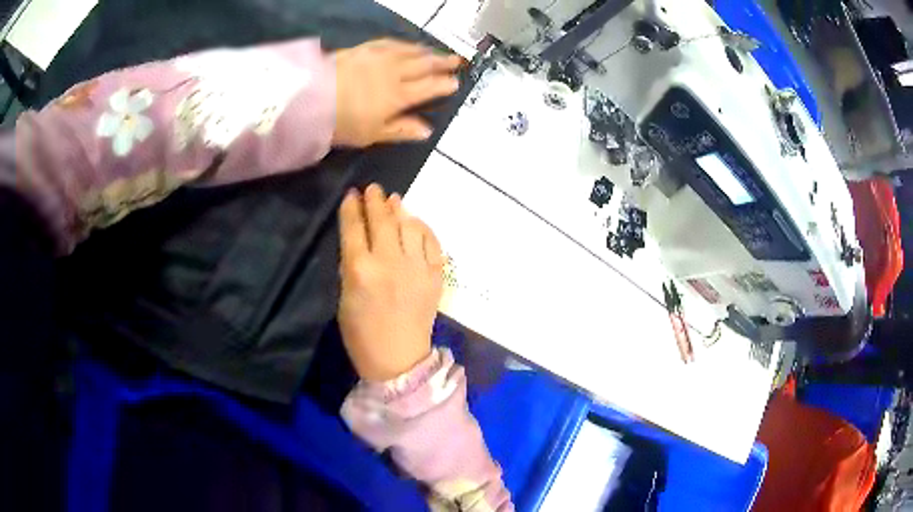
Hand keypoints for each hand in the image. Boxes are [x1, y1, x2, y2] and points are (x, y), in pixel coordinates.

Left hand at [333, 39, 462, 146]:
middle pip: (423, 65)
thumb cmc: (342, 122)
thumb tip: (427, 130)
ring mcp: (379, 57)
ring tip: (436, 52)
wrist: (310, 98)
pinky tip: (407, 44)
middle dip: (442, 63)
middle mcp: (394, 72)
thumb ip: (401, 129)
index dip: (444, 85)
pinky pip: (390, 43)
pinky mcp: (363, 49)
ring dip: (426, 51)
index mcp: (399, 95)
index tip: (455, 82)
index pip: (428, 87)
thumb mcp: (373, 134)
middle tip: (457, 60)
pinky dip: (403, 44)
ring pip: (409, 51)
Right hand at [338, 184, 444, 380]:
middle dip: (376, 200)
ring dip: (400, 210)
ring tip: (394, 200)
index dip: (352, 208)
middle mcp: (389, 262)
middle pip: (383, 221)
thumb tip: (359, 240)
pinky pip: (432, 242)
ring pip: (409, 226)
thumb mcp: (344, 299)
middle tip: (373, 189)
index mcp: (359, 270)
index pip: (353, 228)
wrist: (399, 359)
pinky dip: (423, 229)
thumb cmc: (362, 335)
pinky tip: (415, 222)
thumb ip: (350, 266)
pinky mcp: (435, 275)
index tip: (352, 194)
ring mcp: (416, 268)